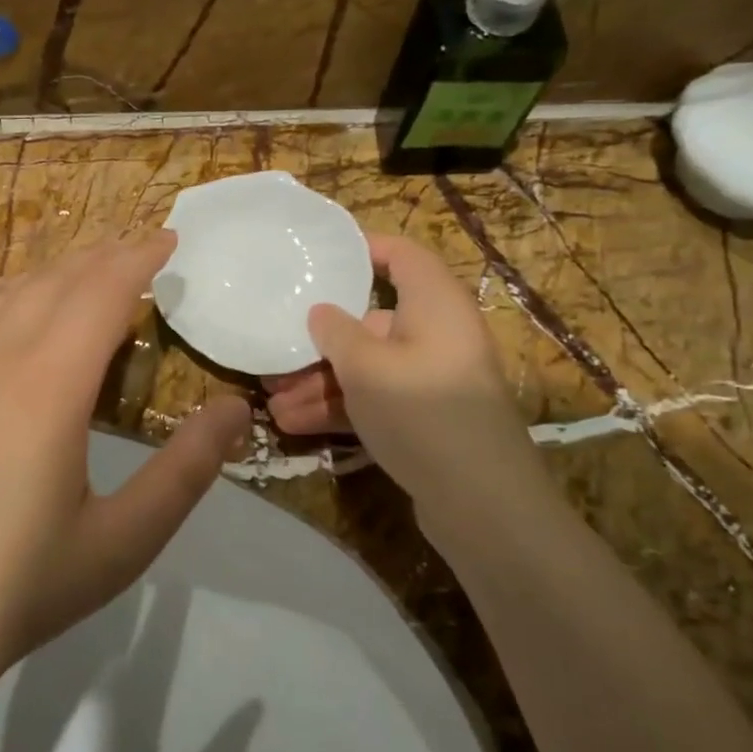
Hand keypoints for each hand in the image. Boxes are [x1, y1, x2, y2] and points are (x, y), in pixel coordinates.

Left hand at [0, 233, 251, 706]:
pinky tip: (19, 319)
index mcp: (48, 385)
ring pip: (8, 294)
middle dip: (104, 255)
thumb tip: (235, 409)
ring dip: (56, 272)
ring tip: (89, 272)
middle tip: (140, 248)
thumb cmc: (24, 588)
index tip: (169, 238)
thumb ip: (187, 469)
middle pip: (56, 280)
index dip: (139, 257)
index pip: (102, 291)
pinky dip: (11, 300)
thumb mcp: (125, 539)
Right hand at [264, 235, 540, 541]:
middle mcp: (436, 335)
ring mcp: (431, 380)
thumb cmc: (422, 410)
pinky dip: (340, 408)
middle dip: (320, 340)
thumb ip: (336, 332)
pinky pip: (375, 400)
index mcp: (434, 304)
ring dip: (320, 382)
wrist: (481, 502)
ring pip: (367, 367)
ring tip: (271, 401)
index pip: (403, 256)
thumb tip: (321, 312)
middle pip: (371, 321)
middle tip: (276, 350)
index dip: (364, 249)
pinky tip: (293, 424)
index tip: (320, 256)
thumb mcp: (366, 366)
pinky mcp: (424, 419)